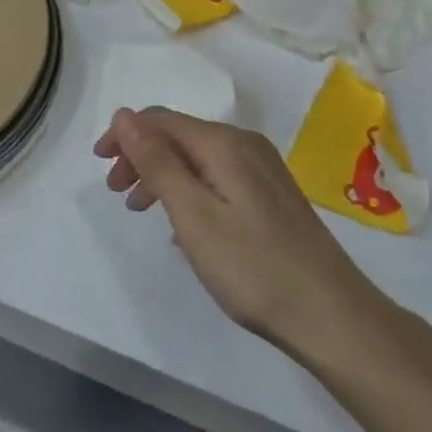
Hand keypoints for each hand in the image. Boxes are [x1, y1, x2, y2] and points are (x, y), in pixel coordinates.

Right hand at [94, 107, 381, 349]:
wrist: (332, 316)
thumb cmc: (253, 267)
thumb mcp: (193, 214)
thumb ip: (157, 162)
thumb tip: (124, 115)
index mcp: (224, 144)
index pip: (160, 120)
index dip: (124, 135)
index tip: (98, 165)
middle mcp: (245, 145)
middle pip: (179, 135)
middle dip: (140, 156)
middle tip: (117, 193)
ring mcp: (263, 170)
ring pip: (197, 158)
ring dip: (162, 175)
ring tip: (141, 210)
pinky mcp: (272, 196)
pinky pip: (216, 177)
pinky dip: (188, 190)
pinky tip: (182, 225)